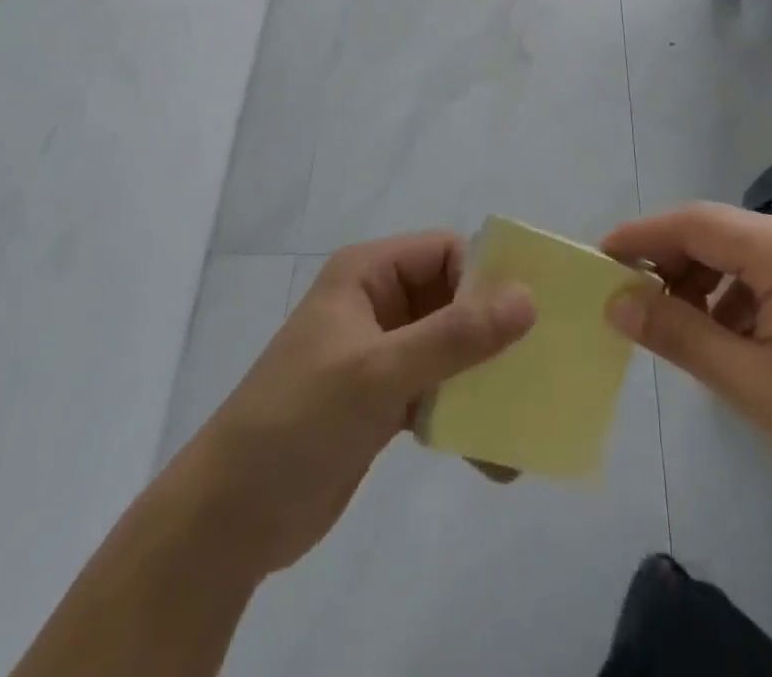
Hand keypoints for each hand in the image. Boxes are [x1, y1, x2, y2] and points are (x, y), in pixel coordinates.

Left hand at [175, 232, 534, 578]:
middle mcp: (377, 304)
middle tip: (542, 368)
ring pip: (448, 350)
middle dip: (494, 335)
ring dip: (483, 382)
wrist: (230, 518)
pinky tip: (493, 456)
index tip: (530, 319)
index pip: (445, 253)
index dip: (487, 278)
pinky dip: (463, 416)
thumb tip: (528, 298)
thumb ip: (455, 336)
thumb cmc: (300, 420)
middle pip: (452, 300)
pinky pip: (436, 392)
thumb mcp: (380, 372)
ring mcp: (379, 354)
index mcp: (368, 274)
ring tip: (523, 419)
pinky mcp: (381, 401)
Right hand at [602, 203, 771, 540]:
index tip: (599, 260)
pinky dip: (733, 298)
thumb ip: (679, 335)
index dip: (642, 236)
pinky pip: (765, 274)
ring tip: (679, 331)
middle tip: (633, 305)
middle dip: (669, 264)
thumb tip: (617, 301)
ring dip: (700, 284)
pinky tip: (727, 341)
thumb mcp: (752, 386)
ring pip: (738, 254)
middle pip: (716, 233)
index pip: (695, 223)